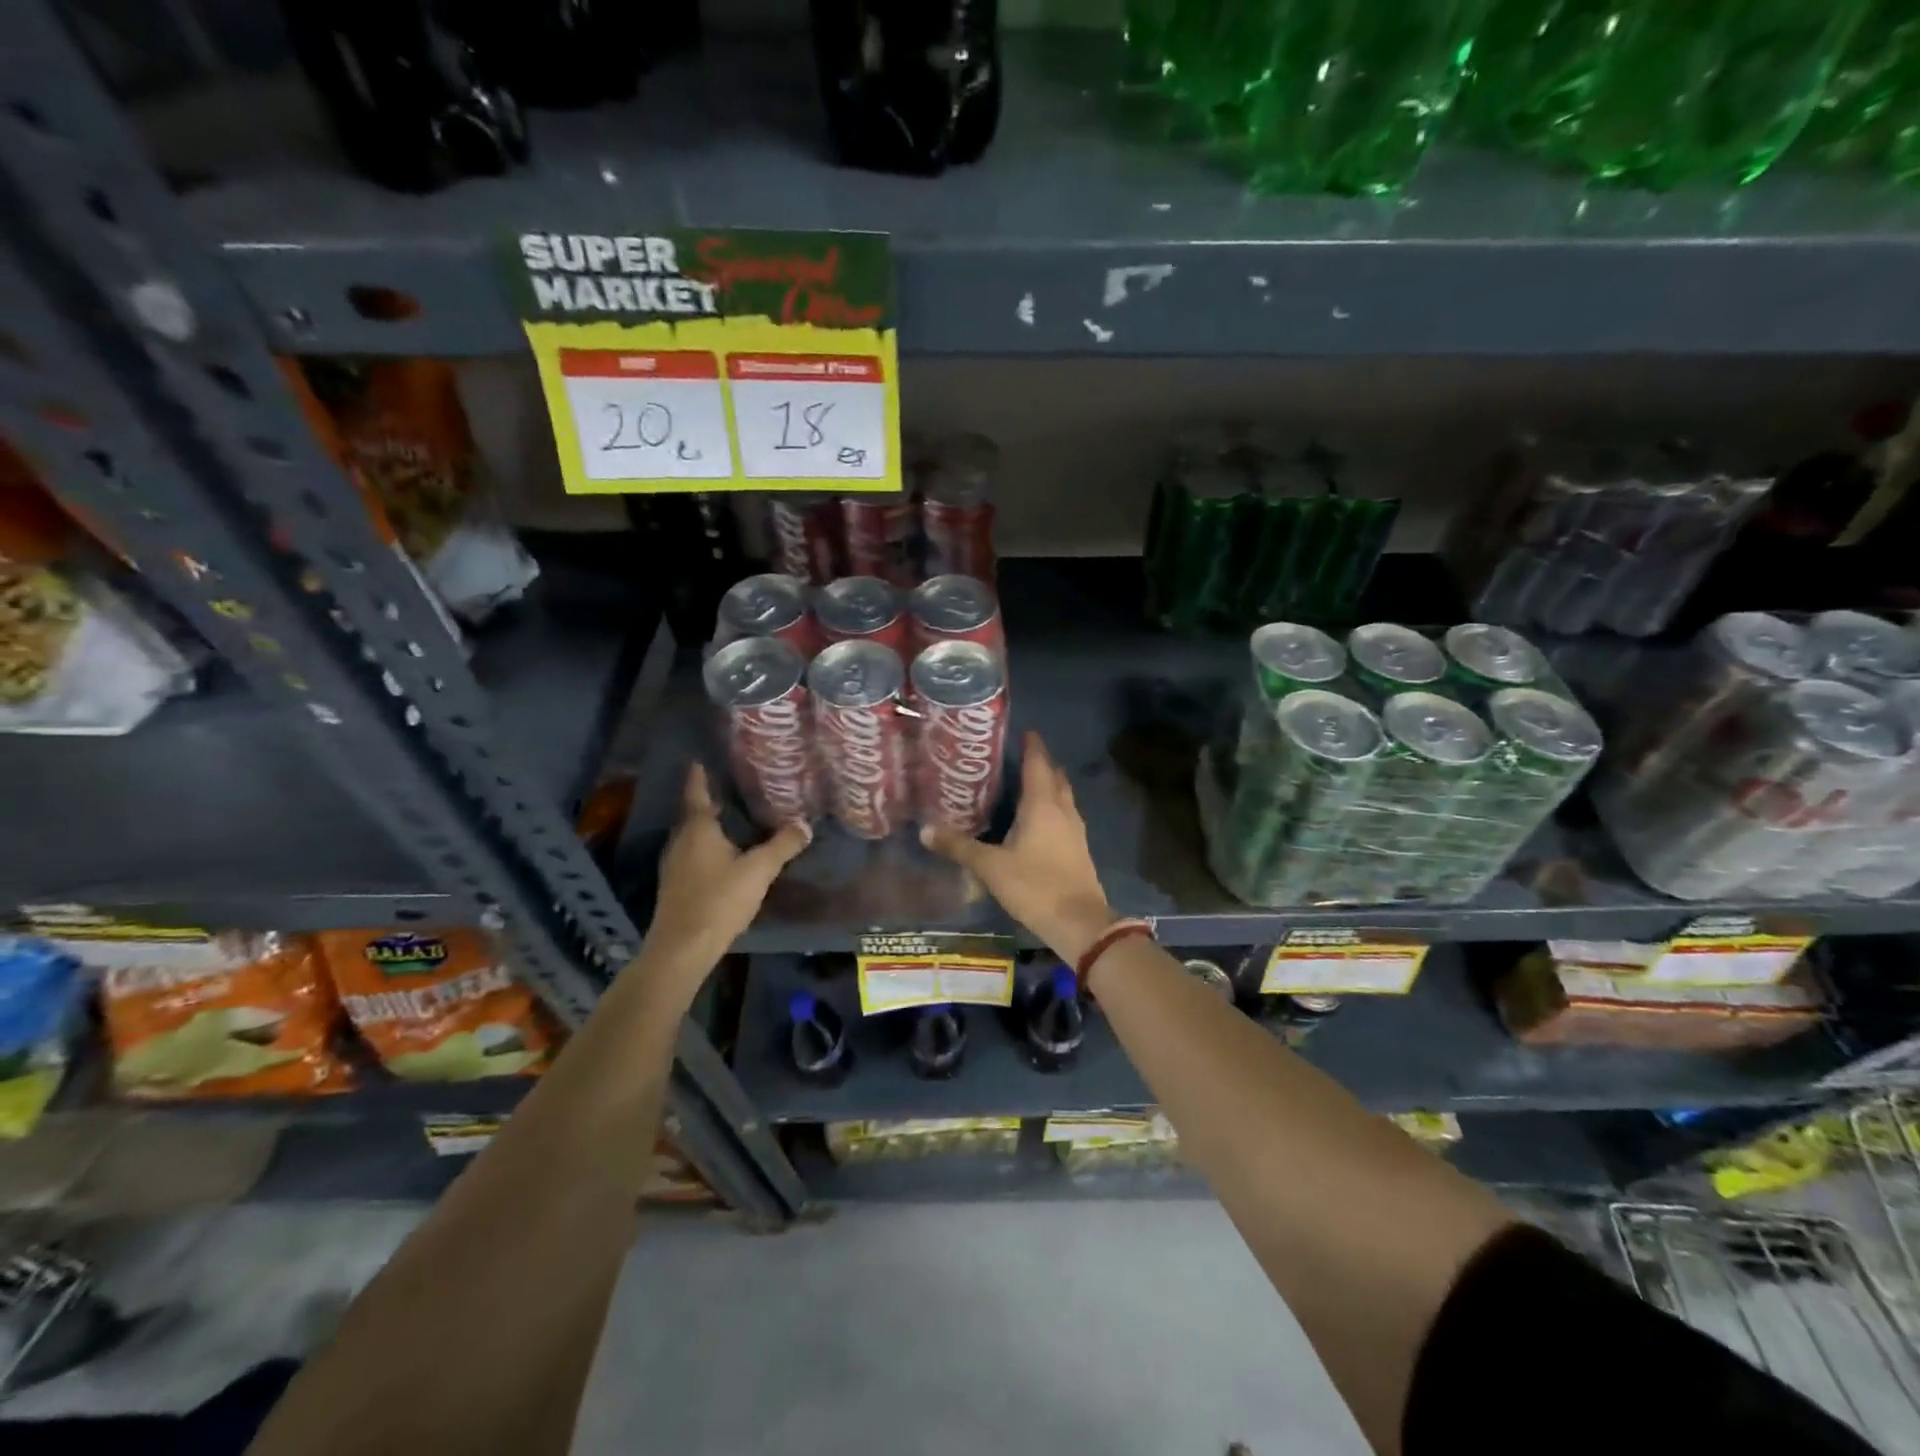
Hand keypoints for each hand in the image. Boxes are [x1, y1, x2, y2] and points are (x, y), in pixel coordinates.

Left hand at [645, 764, 809, 973]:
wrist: (682, 948)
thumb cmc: (719, 900)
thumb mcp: (758, 870)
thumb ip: (782, 845)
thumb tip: (804, 824)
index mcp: (697, 829)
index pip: (697, 794)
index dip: (698, 777)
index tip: (698, 760)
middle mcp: (680, 841)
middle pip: (693, 816)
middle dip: (708, 803)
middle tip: (728, 790)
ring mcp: (674, 865)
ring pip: (691, 838)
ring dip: (707, 828)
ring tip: (729, 822)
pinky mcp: (675, 887)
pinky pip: (692, 856)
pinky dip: (705, 849)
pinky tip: (722, 857)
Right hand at [920, 731, 1115, 964]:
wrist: (1079, 922)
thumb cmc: (1034, 886)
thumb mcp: (990, 867)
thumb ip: (959, 847)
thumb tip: (925, 829)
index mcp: (1042, 805)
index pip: (1038, 764)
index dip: (1032, 746)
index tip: (1025, 731)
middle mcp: (1062, 810)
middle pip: (1054, 777)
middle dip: (1041, 763)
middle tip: (1020, 756)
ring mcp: (1075, 830)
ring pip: (1063, 797)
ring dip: (1049, 785)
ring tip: (1027, 783)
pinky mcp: (1079, 849)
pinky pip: (1065, 816)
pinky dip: (1052, 808)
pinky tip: (1039, 820)